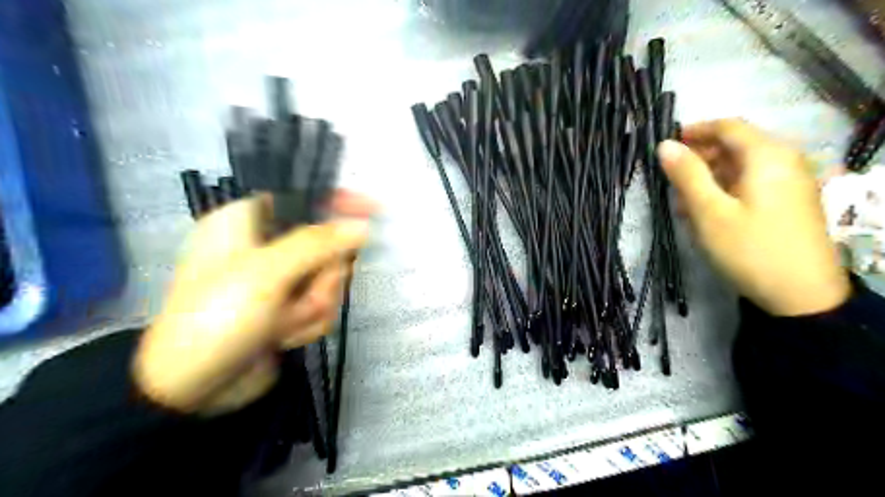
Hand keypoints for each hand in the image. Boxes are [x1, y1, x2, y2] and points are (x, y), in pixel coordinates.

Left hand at [133, 193, 374, 413]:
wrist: (192, 389)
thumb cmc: (218, 316)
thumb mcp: (266, 273)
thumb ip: (318, 244)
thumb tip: (361, 225)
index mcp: (248, 222)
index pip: (303, 197)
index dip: (338, 200)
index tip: (373, 209)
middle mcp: (267, 246)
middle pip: (327, 244)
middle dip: (323, 277)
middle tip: (305, 294)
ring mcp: (281, 280)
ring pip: (329, 279)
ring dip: (314, 305)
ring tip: (283, 323)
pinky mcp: (290, 307)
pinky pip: (323, 304)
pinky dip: (308, 323)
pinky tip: (283, 337)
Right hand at [656, 118, 849, 315]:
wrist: (800, 295)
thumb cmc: (749, 248)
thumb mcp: (709, 211)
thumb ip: (686, 175)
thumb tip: (664, 145)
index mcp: (768, 156)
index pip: (728, 126)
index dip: (694, 131)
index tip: (665, 145)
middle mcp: (784, 161)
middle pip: (735, 146)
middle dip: (699, 158)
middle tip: (669, 179)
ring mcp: (789, 182)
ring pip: (740, 167)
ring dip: (707, 178)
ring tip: (681, 202)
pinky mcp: (787, 202)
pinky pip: (750, 184)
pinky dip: (723, 191)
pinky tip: (704, 212)